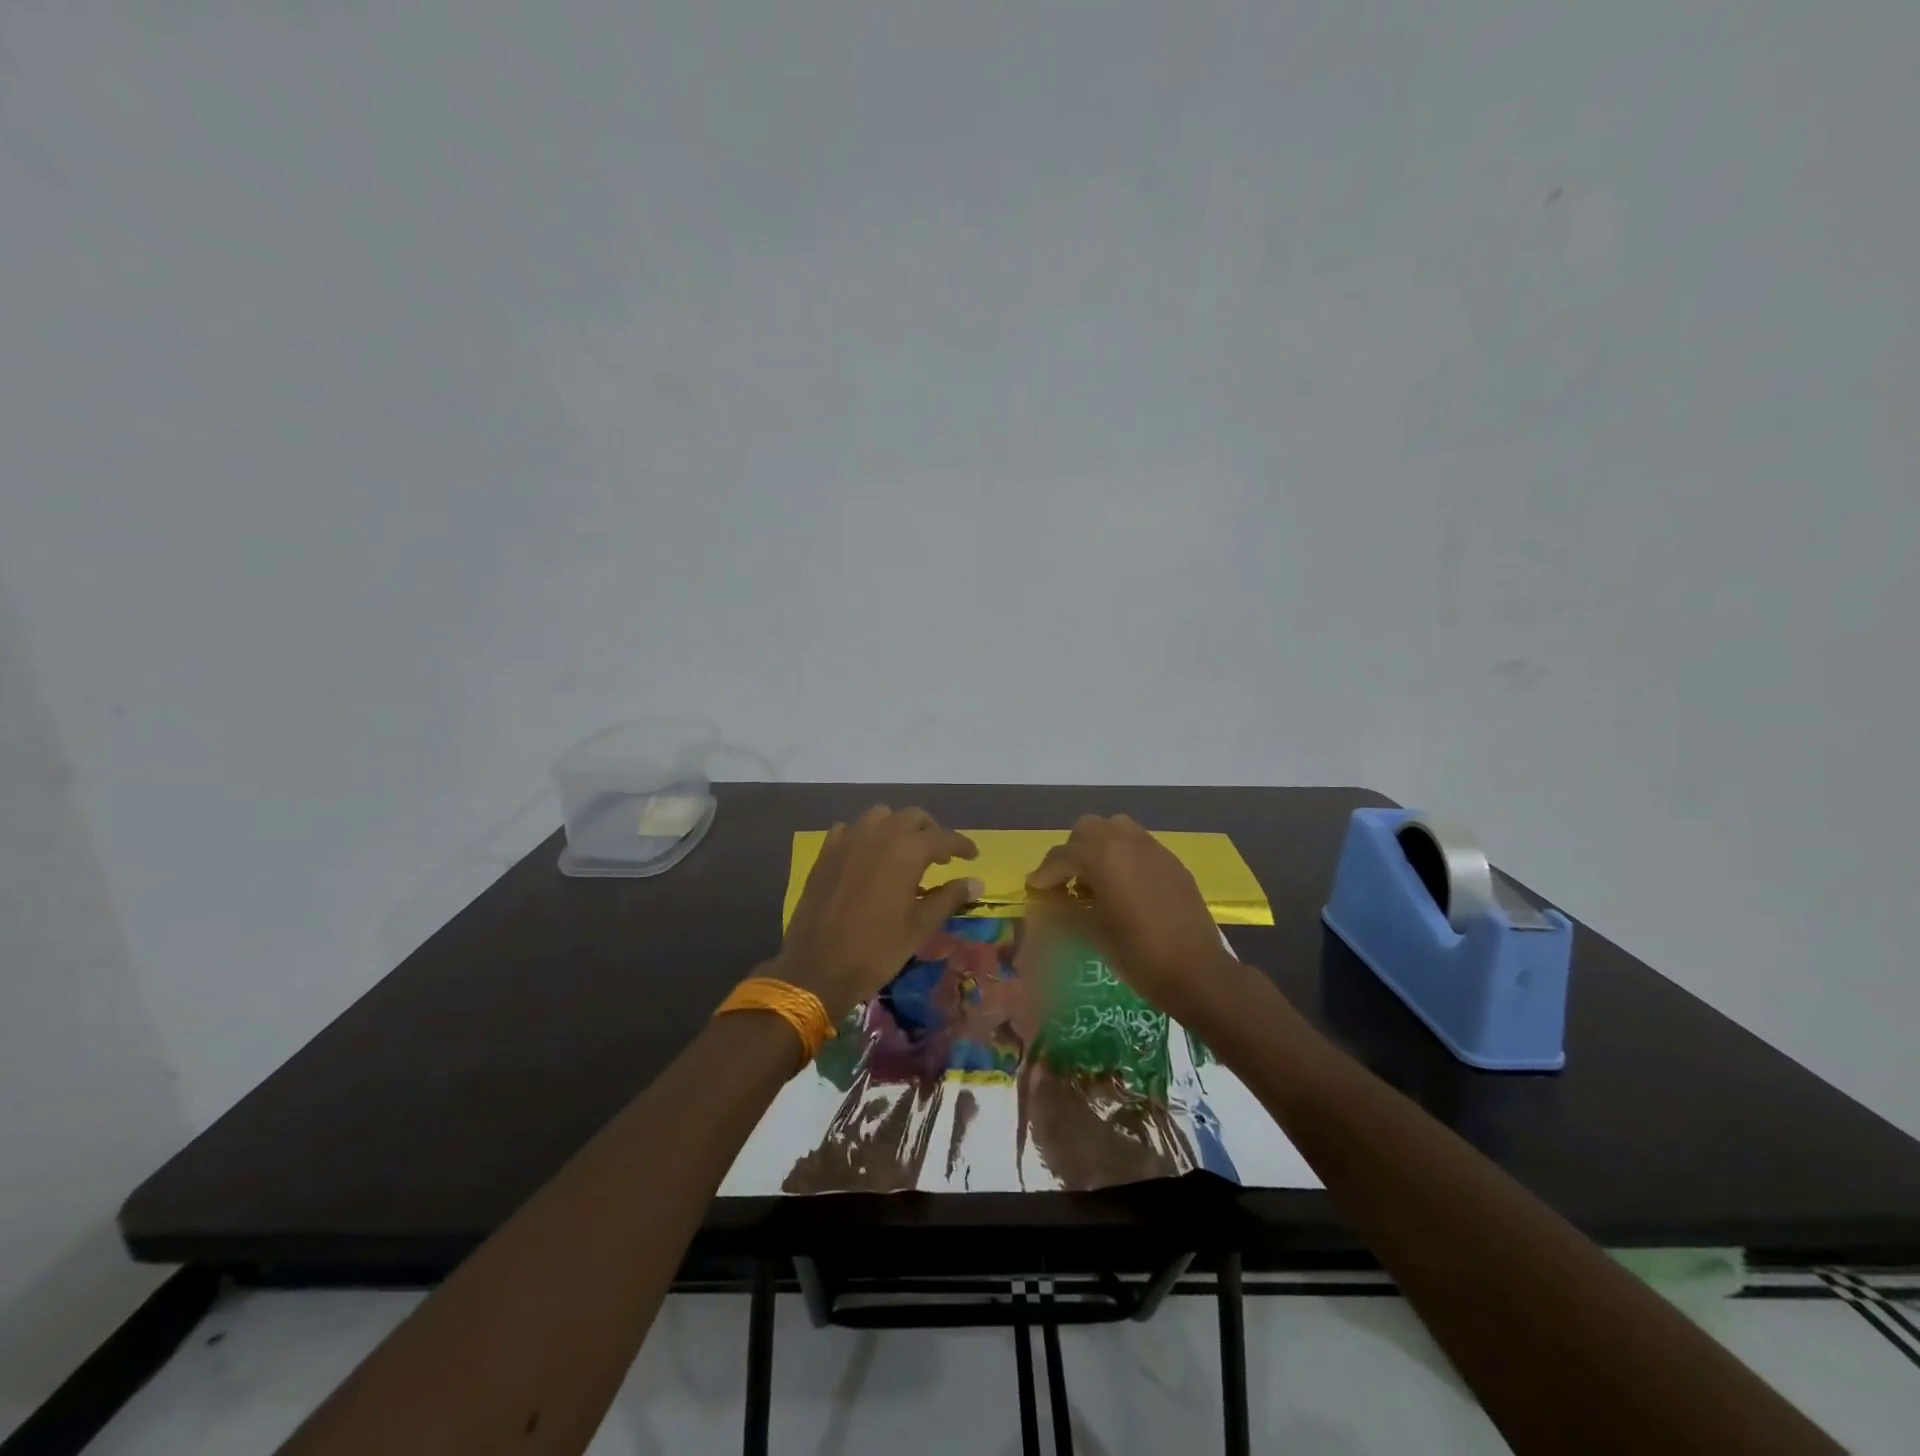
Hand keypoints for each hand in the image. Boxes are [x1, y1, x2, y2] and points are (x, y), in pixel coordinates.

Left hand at [772, 806, 981, 1021]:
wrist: (817, 968)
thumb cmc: (876, 950)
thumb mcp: (920, 926)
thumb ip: (950, 897)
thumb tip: (977, 881)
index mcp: (907, 851)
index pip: (943, 837)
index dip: (961, 845)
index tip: (973, 856)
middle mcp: (878, 834)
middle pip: (913, 817)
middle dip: (931, 832)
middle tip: (940, 856)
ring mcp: (848, 840)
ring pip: (881, 816)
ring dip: (898, 827)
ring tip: (905, 852)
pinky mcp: (826, 852)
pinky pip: (850, 829)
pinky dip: (865, 836)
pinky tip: (868, 857)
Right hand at [1025, 814, 1247, 1029]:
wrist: (1197, 972)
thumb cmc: (1138, 955)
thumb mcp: (1093, 934)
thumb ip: (1068, 910)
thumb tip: (1051, 902)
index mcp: (1103, 857)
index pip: (1062, 855)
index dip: (1044, 873)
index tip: (1034, 888)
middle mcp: (1127, 842)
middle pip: (1087, 829)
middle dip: (1071, 851)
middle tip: (1066, 881)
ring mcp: (1154, 849)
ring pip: (1116, 828)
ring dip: (1099, 846)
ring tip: (1096, 878)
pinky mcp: (1172, 862)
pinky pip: (1139, 845)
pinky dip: (1123, 856)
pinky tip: (1124, 886)